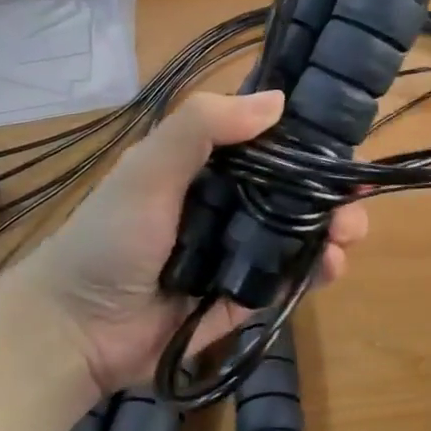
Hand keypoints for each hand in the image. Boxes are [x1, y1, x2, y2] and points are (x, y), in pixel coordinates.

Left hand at [19, 92, 369, 394]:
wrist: (76, 330)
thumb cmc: (110, 237)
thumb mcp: (148, 169)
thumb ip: (202, 126)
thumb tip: (278, 100)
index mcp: (205, 168)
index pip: (267, 145)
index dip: (307, 140)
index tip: (344, 138)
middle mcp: (227, 205)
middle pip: (293, 191)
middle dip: (330, 191)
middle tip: (355, 198)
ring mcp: (237, 254)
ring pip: (299, 235)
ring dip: (333, 230)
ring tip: (348, 233)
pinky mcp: (244, 298)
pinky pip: (288, 281)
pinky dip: (315, 272)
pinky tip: (331, 265)